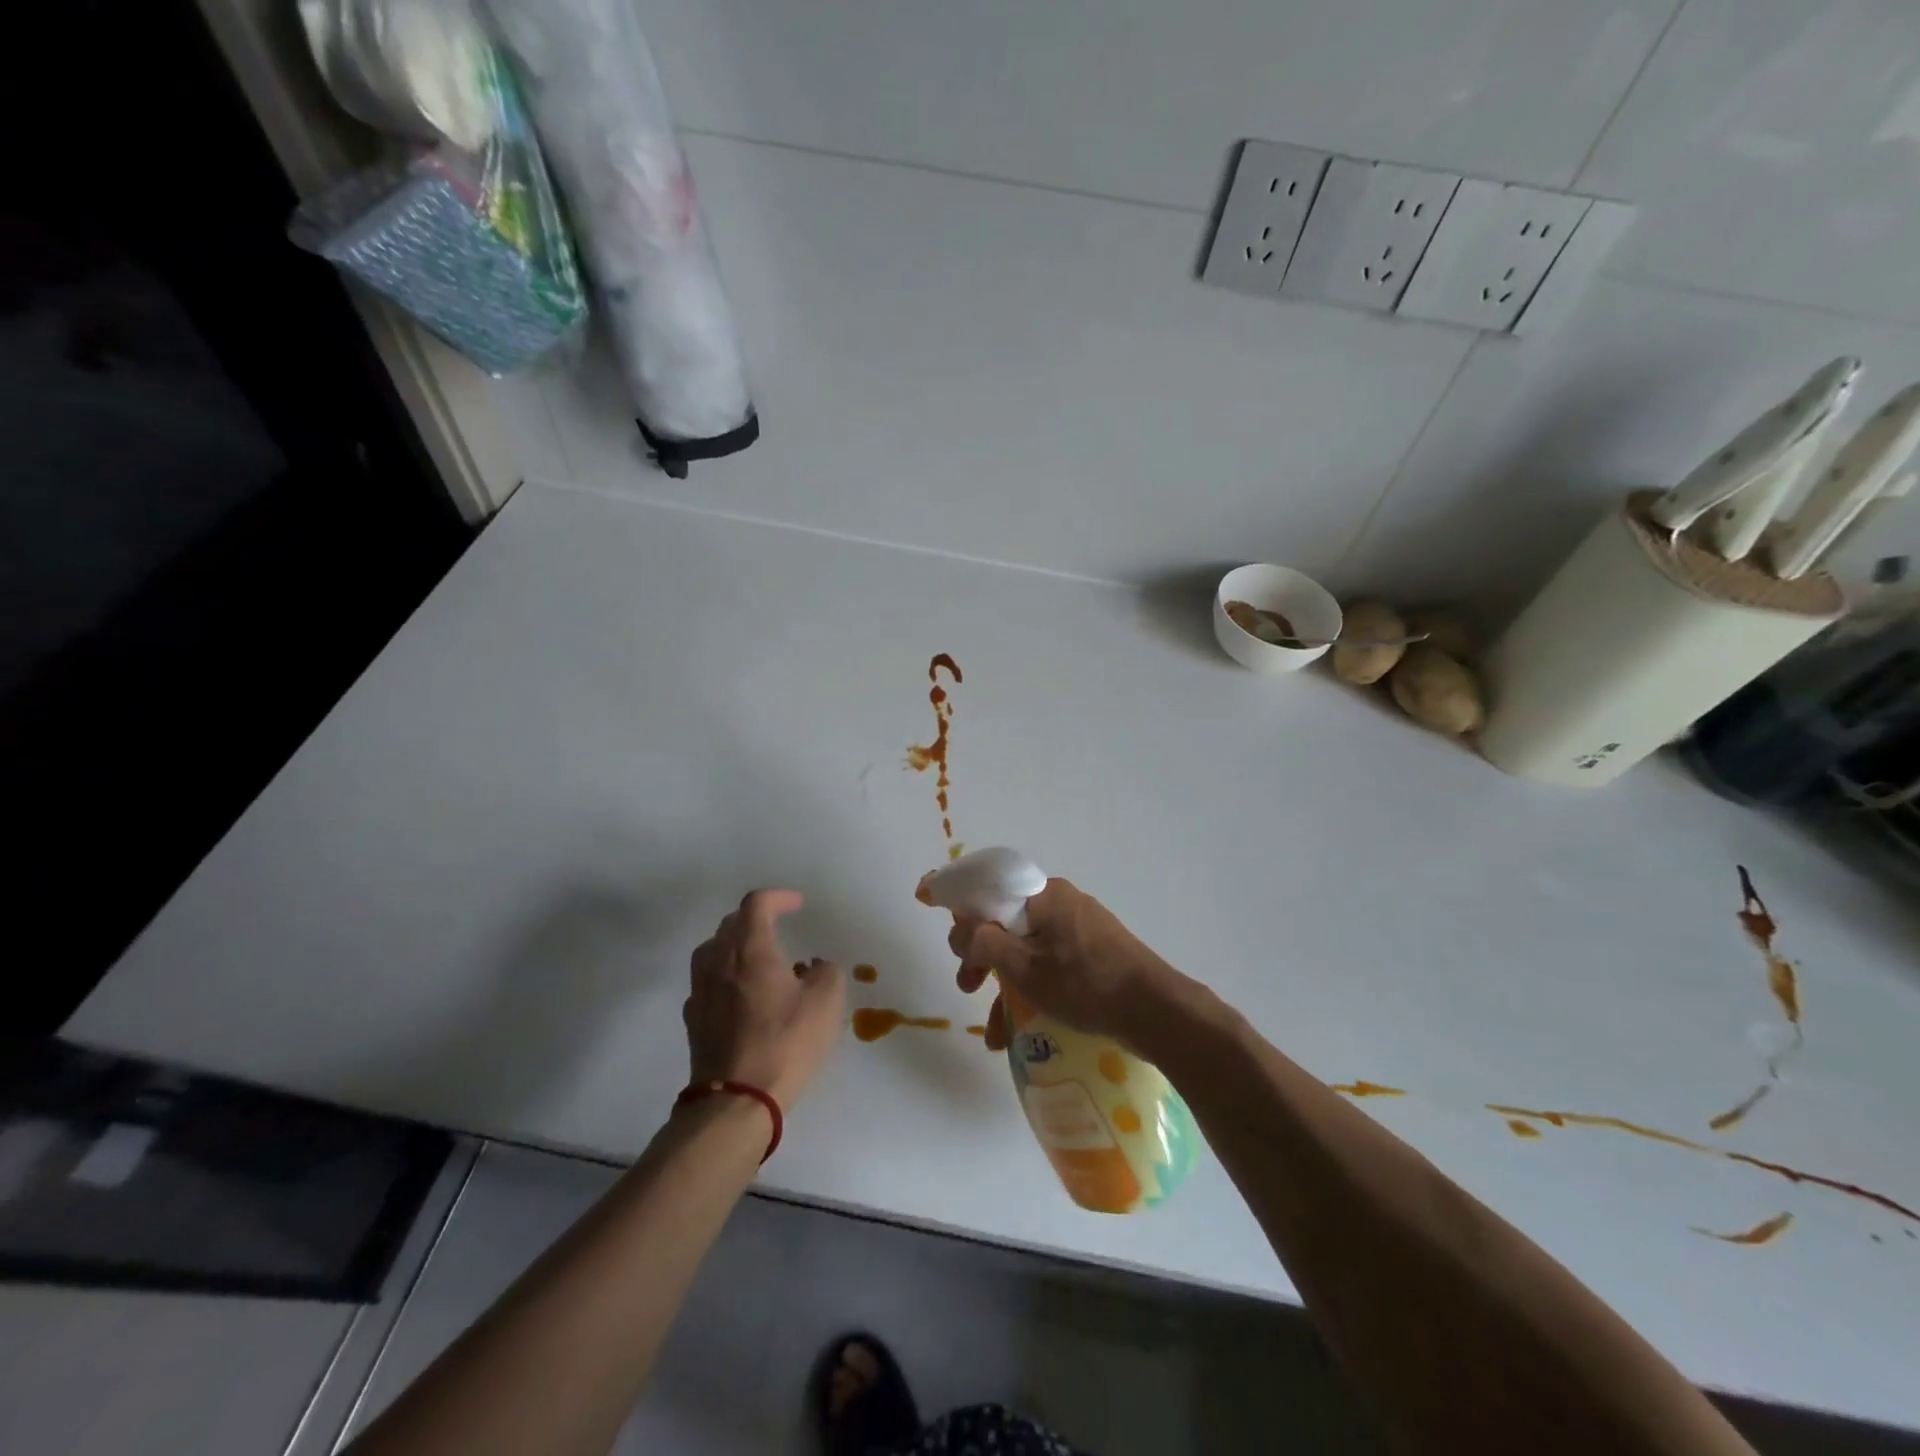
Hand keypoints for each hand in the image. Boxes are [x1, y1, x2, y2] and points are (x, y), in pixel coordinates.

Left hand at [686, 890, 844, 1110]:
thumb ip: (826, 973)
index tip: (798, 905)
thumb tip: (814, 967)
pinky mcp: (693, 1020)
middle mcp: (719, 962)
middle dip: (755, 918)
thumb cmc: (785, 1043)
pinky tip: (741, 994)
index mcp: (751, 950)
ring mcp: (701, 991)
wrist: (736, 1100)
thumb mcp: (826, 1003)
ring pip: (712, 950)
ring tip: (757, 958)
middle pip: (730, 924)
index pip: (756, 904)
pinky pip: (707, 981)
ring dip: (735, 945)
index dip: (778, 897)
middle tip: (778, 927)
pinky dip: (725, 975)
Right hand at [950, 878, 1181, 1052]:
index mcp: (1044, 895)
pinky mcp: (1093, 954)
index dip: (960, 903)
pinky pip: (1050, 965)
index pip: (990, 888)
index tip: (933, 913)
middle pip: (1006, 921)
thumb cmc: (1084, 983)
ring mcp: (1079, 929)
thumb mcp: (1024, 967)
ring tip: (992, 1027)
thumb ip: (984, 943)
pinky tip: (1017, 1032)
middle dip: (980, 955)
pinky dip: (1031, 990)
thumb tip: (962, 928)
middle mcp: (1060, 903)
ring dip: (1004, 983)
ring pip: (1027, 949)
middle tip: (966, 985)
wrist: (1155, 1011)